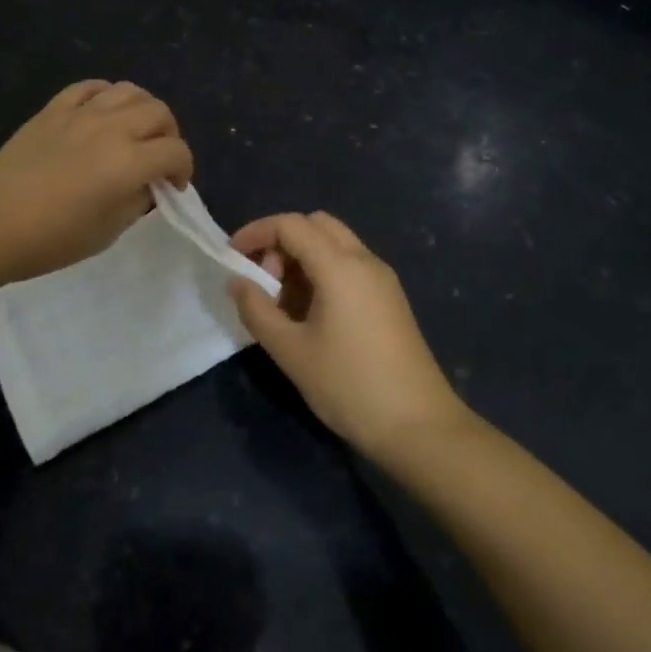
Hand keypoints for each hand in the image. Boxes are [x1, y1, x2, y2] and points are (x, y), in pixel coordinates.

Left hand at [0, 80, 193, 283]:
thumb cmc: (52, 239)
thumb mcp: (108, 232)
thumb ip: (136, 202)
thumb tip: (146, 184)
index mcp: (128, 162)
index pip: (175, 151)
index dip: (184, 169)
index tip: (173, 187)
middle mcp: (110, 128)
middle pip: (159, 113)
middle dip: (169, 135)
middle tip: (158, 158)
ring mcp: (79, 113)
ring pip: (128, 91)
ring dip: (143, 110)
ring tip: (134, 131)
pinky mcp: (52, 110)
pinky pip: (89, 87)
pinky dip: (105, 95)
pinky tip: (103, 112)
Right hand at [229, 212, 469, 461]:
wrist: (419, 427)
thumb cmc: (349, 385)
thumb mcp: (291, 351)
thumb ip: (256, 310)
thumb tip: (236, 280)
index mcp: (340, 266)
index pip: (291, 224)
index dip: (256, 232)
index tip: (231, 256)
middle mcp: (365, 261)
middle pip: (316, 225)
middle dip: (281, 241)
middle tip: (263, 279)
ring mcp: (382, 280)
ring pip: (335, 244)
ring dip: (302, 257)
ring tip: (281, 301)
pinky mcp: (389, 300)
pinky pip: (349, 266)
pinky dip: (322, 272)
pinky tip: (309, 313)